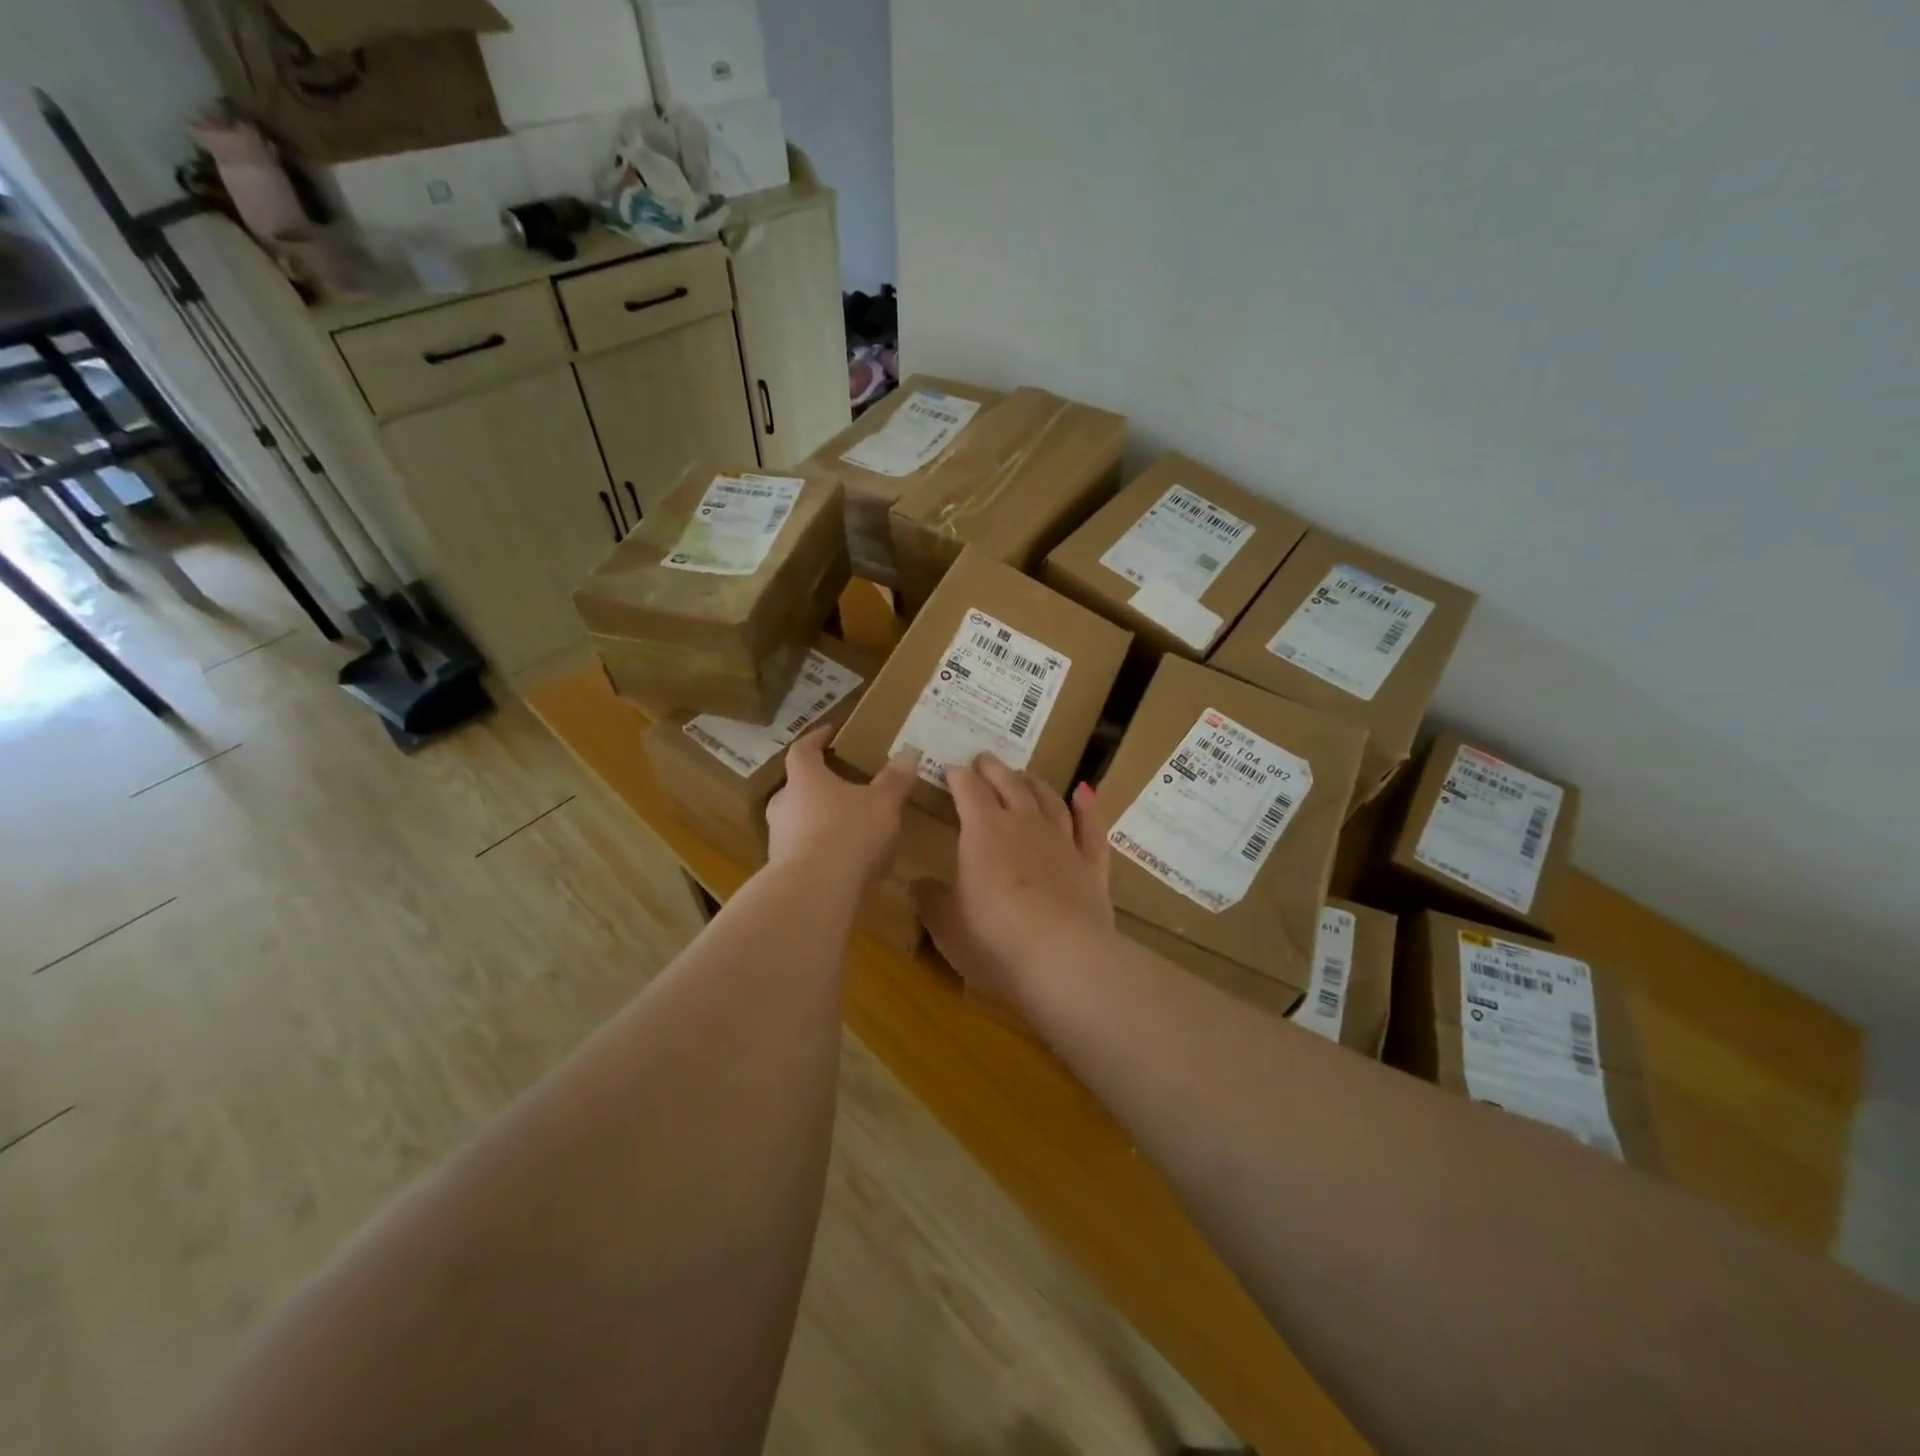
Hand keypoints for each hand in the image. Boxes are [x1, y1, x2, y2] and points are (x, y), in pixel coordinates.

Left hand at [765, 726, 919, 888]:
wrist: (815, 892)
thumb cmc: (849, 834)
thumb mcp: (883, 804)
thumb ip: (895, 779)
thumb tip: (910, 752)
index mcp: (804, 778)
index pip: (803, 749)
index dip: (816, 738)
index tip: (830, 732)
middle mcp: (784, 803)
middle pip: (798, 785)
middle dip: (820, 785)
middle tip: (844, 786)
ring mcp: (778, 838)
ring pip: (799, 820)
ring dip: (819, 820)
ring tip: (849, 827)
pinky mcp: (781, 870)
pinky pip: (803, 850)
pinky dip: (821, 849)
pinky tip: (844, 862)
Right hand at [914, 754, 1112, 1005]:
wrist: (1063, 959)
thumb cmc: (993, 939)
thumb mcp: (946, 924)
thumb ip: (931, 899)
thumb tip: (920, 884)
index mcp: (983, 831)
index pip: (968, 791)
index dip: (958, 777)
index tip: (950, 769)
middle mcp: (1024, 825)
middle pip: (1009, 785)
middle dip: (993, 769)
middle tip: (984, 759)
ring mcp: (1062, 842)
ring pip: (1049, 800)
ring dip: (1035, 783)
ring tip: (1025, 775)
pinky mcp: (1092, 866)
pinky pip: (1091, 827)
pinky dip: (1088, 807)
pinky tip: (1085, 792)